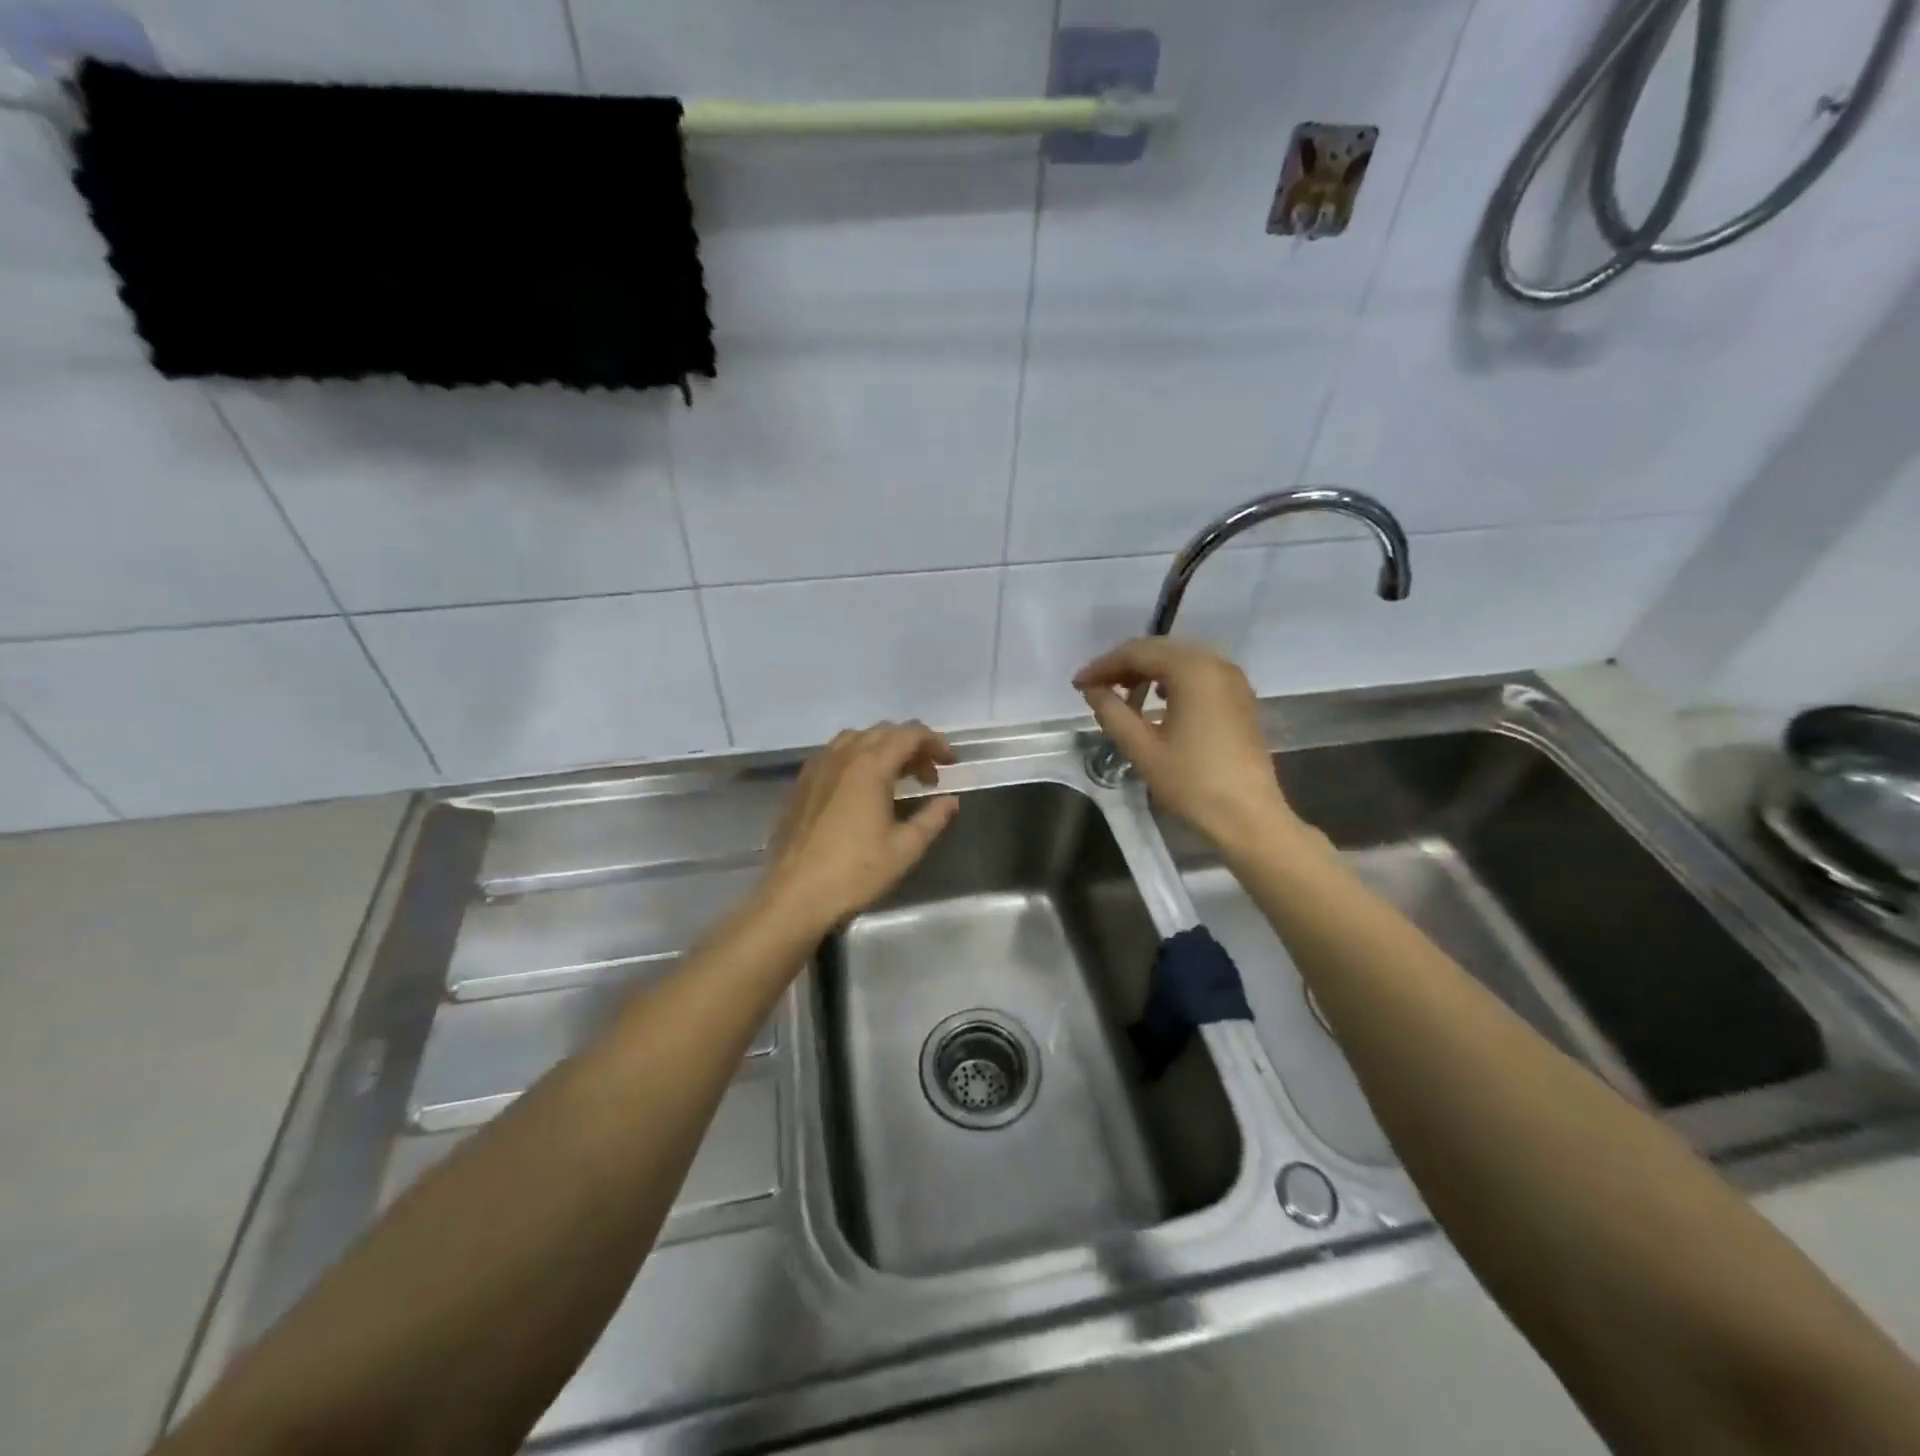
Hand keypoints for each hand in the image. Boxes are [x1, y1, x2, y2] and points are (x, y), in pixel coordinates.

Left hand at [759, 721, 960, 932]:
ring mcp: (817, 767)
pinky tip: (861, 787)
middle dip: (911, 746)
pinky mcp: (801, 783)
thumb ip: (933, 818)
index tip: (950, 763)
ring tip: (896, 777)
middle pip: (883, 731)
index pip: (909, 734)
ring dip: (882, 748)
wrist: (795, 895)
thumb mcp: (905, 849)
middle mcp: (842, 756)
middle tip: (927, 776)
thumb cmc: (855, 872)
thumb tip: (951, 801)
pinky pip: (833, 753)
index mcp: (870, 766)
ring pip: (856, 738)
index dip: (935, 743)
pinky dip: (856, 757)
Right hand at [1074, 639, 1298, 851]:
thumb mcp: (1142, 748)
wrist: (1247, 817)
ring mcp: (1232, 680)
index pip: (1137, 653)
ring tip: (1122, 694)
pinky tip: (1156, 701)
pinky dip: (1171, 681)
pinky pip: (1198, 676)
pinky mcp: (1239, 698)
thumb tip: (1092, 690)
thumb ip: (1112, 712)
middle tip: (1095, 687)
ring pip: (1180, 661)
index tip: (1078, 684)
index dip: (1103, 665)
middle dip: (1124, 665)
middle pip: (1160, 650)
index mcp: (1192, 670)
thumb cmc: (1192, 782)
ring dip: (1147, 672)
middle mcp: (1216, 664)